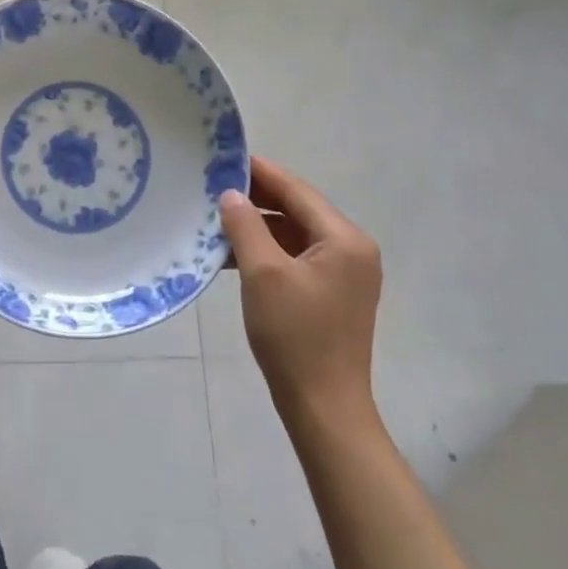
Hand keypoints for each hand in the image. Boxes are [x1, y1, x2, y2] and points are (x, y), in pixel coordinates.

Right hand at [219, 157, 382, 433]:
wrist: (324, 410)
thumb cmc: (296, 336)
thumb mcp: (263, 274)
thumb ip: (246, 225)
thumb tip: (231, 194)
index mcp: (344, 239)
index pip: (297, 191)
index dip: (261, 172)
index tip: (226, 157)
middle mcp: (352, 250)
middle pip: (298, 210)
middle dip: (257, 199)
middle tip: (215, 187)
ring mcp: (345, 274)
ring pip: (295, 234)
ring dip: (259, 227)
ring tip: (218, 219)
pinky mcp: (333, 294)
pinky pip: (297, 257)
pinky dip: (268, 251)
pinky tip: (235, 253)